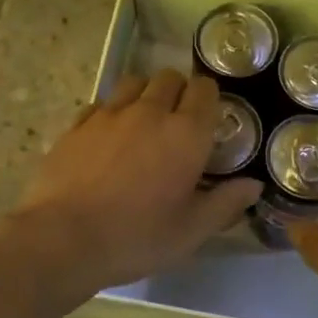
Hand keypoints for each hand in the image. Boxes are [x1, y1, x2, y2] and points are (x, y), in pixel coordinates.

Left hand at [7, 69, 261, 298]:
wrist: (63, 239)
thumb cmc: (137, 237)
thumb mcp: (191, 230)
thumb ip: (226, 203)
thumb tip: (253, 185)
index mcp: (185, 133)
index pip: (205, 90)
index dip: (209, 98)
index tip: (209, 117)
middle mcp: (149, 112)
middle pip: (169, 78)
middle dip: (178, 91)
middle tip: (177, 121)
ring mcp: (109, 115)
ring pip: (133, 83)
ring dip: (144, 94)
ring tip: (143, 122)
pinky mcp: (77, 125)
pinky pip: (101, 104)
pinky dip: (111, 112)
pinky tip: (108, 137)